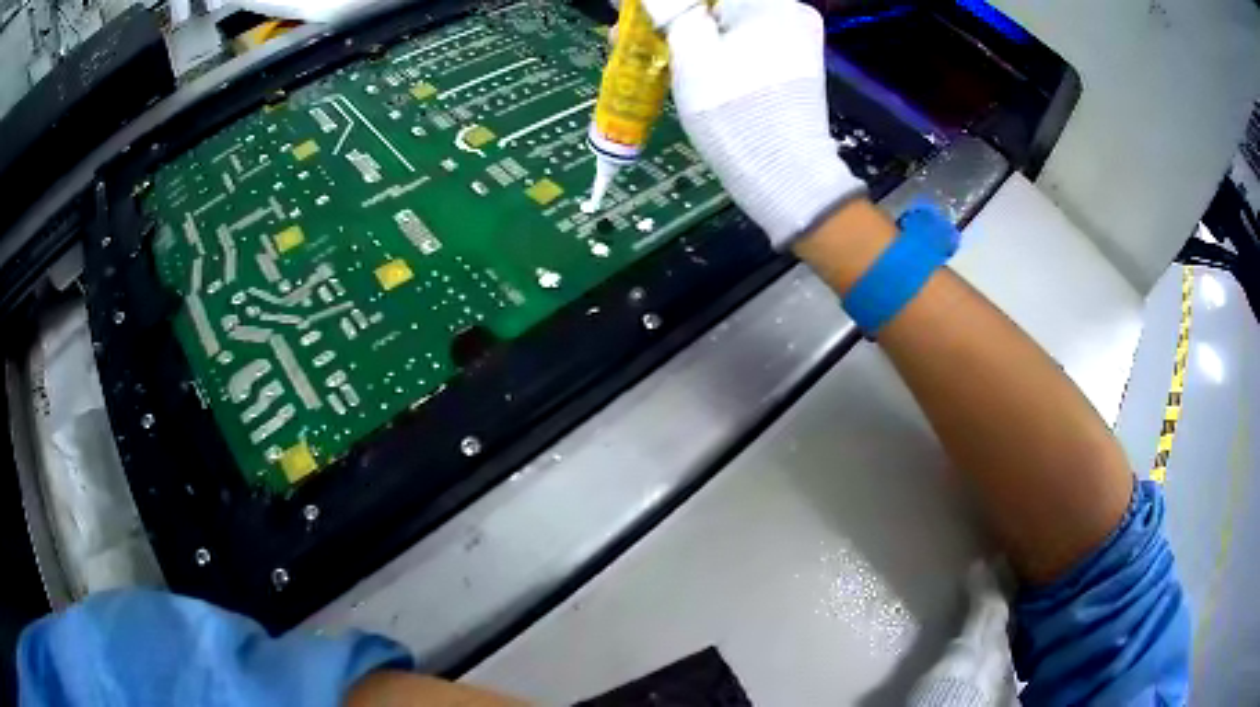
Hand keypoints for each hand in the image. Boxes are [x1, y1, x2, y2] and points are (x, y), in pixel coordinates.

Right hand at [640, 0, 865, 248]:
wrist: (784, 173)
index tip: (640, 13)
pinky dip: (715, 48)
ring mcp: (798, 40)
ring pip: (731, 22)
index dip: (669, 4)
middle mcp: (791, 13)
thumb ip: (668, 11)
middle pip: (720, 5)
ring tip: (651, 51)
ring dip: (691, 31)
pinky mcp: (795, 65)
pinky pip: (746, 42)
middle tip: (638, 33)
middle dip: (677, 15)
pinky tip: (686, 62)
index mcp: (770, 2)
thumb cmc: (732, 107)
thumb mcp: (689, 51)